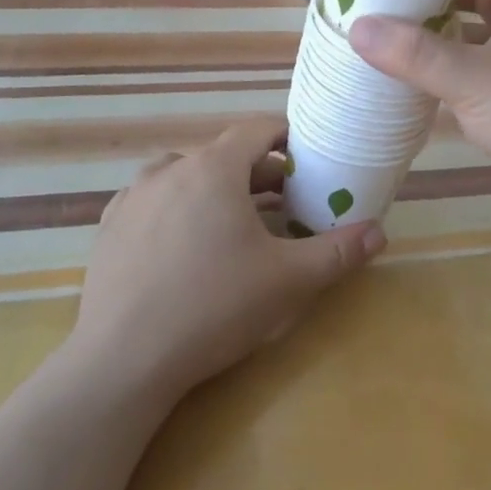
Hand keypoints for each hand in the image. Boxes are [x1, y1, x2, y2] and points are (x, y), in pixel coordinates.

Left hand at [69, 118, 385, 399]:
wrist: (122, 361)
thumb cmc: (213, 307)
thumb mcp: (287, 281)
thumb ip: (337, 252)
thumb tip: (380, 233)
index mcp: (214, 167)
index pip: (257, 129)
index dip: (288, 137)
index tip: (308, 158)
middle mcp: (171, 168)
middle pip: (224, 155)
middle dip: (259, 173)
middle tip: (286, 201)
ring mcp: (134, 196)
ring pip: (186, 175)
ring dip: (216, 189)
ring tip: (236, 222)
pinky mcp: (110, 226)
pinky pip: (154, 201)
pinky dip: (178, 209)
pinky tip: (185, 244)